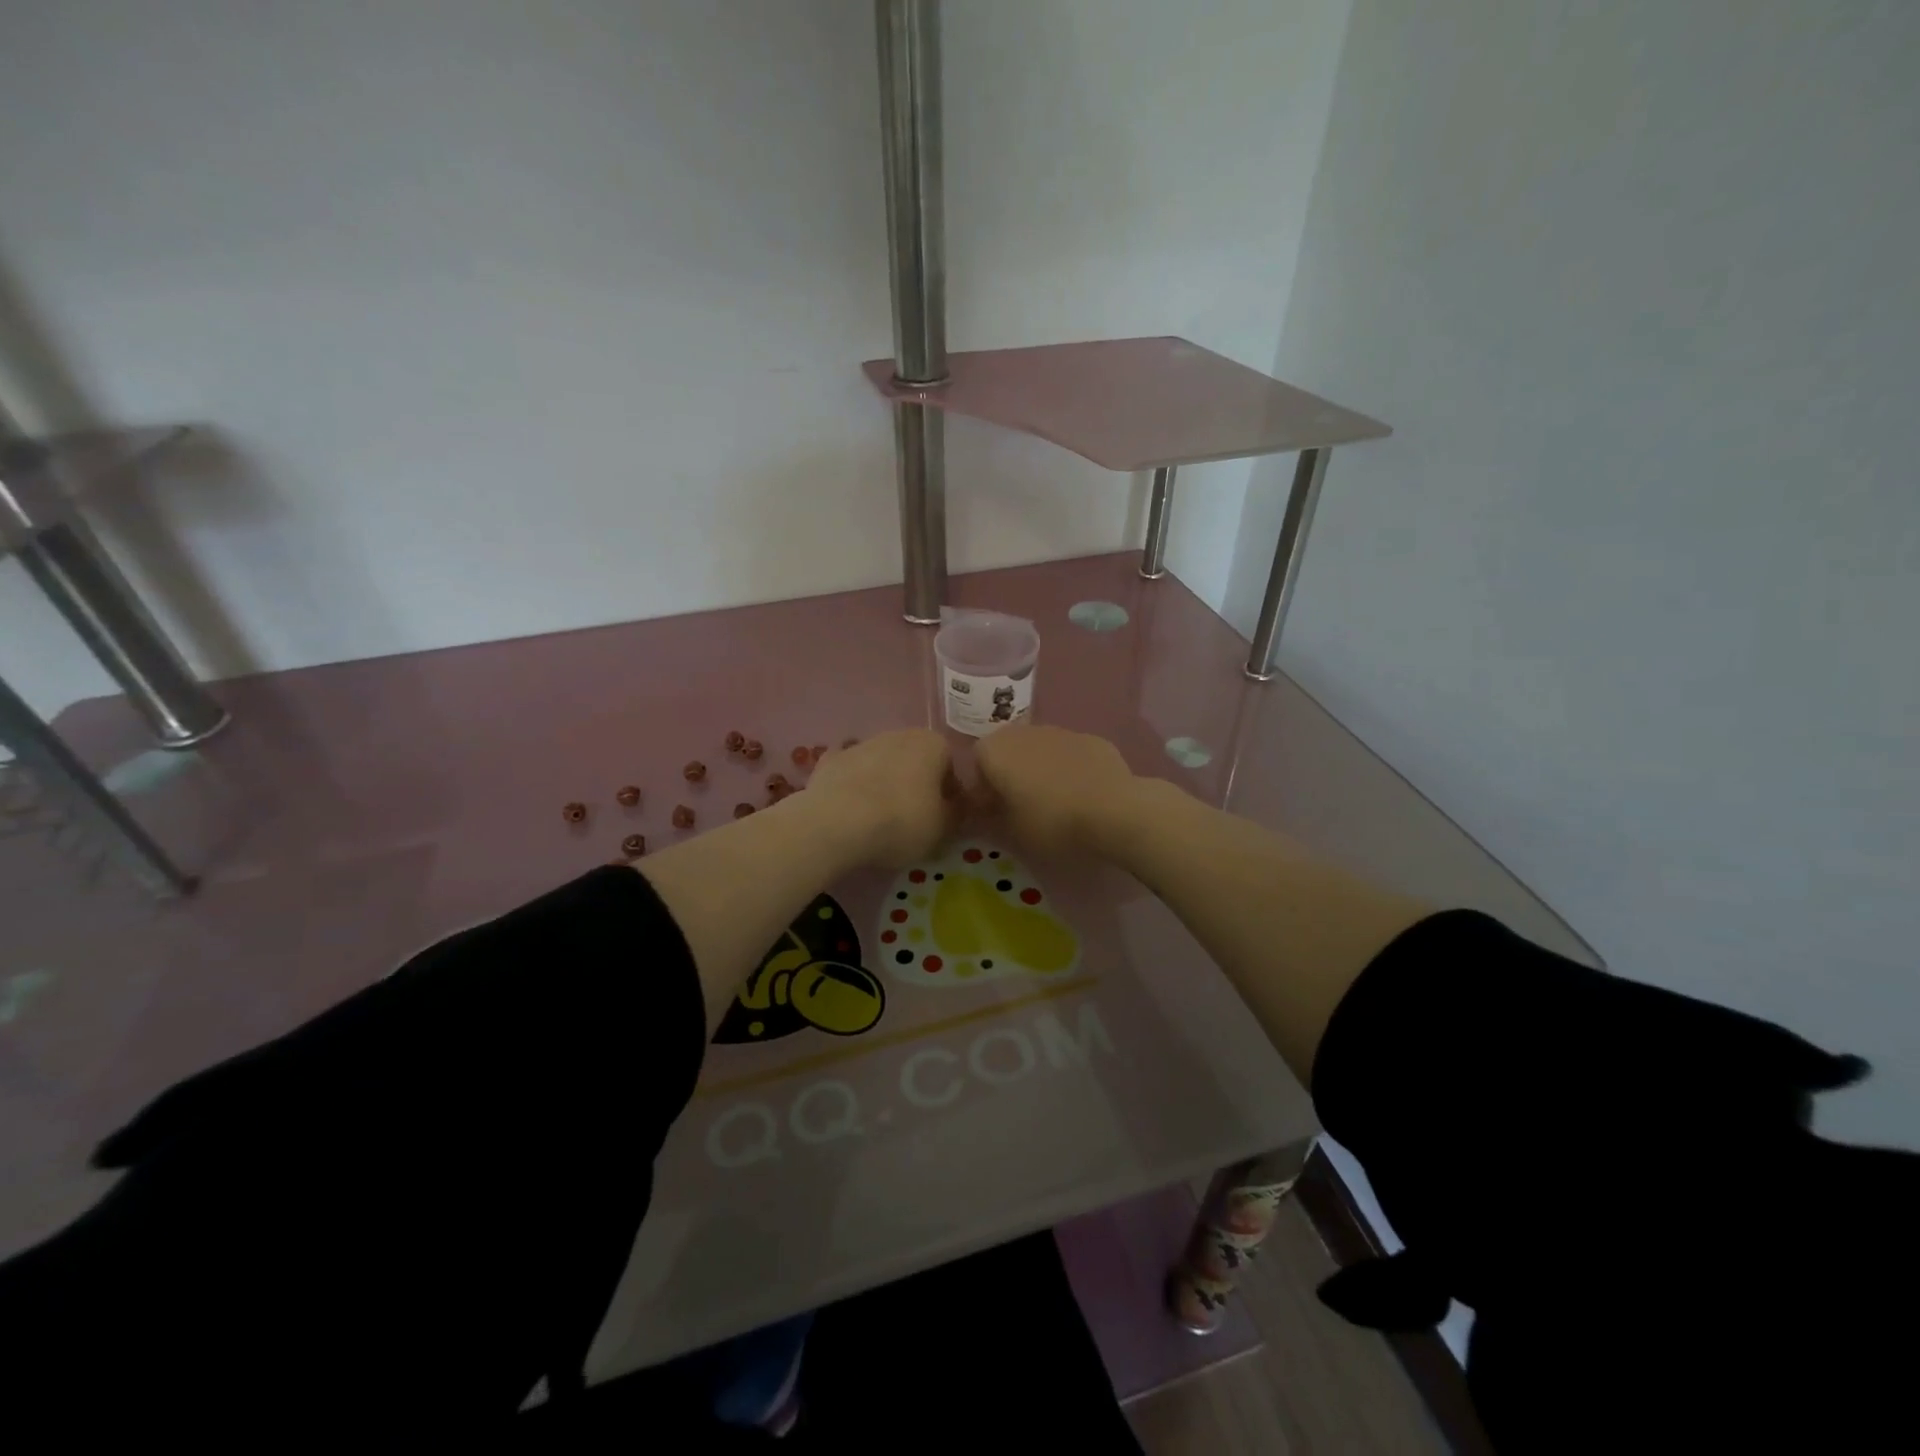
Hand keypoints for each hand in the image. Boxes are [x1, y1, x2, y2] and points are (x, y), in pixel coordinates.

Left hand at [805, 729, 960, 868]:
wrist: (837, 823)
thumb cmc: (902, 822)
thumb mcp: (943, 828)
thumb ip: (957, 813)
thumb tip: (958, 807)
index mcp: (932, 744)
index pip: (950, 767)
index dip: (949, 794)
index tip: (943, 818)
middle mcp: (899, 734)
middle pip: (915, 760)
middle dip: (917, 783)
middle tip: (913, 818)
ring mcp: (861, 743)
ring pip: (882, 763)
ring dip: (885, 782)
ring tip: (880, 818)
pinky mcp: (830, 759)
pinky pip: (850, 771)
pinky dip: (853, 784)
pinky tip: (851, 806)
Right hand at [973, 725, 1140, 857]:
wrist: (1114, 811)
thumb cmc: (1051, 822)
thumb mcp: (1010, 831)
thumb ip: (989, 817)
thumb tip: (984, 811)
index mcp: (996, 750)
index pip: (976, 761)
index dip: (982, 785)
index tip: (993, 810)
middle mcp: (1024, 732)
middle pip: (1008, 749)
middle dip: (1010, 772)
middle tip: (1021, 804)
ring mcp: (1061, 731)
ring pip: (1040, 748)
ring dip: (1040, 768)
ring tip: (1054, 801)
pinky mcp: (1092, 739)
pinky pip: (1069, 753)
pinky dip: (1069, 768)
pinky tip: (1083, 794)